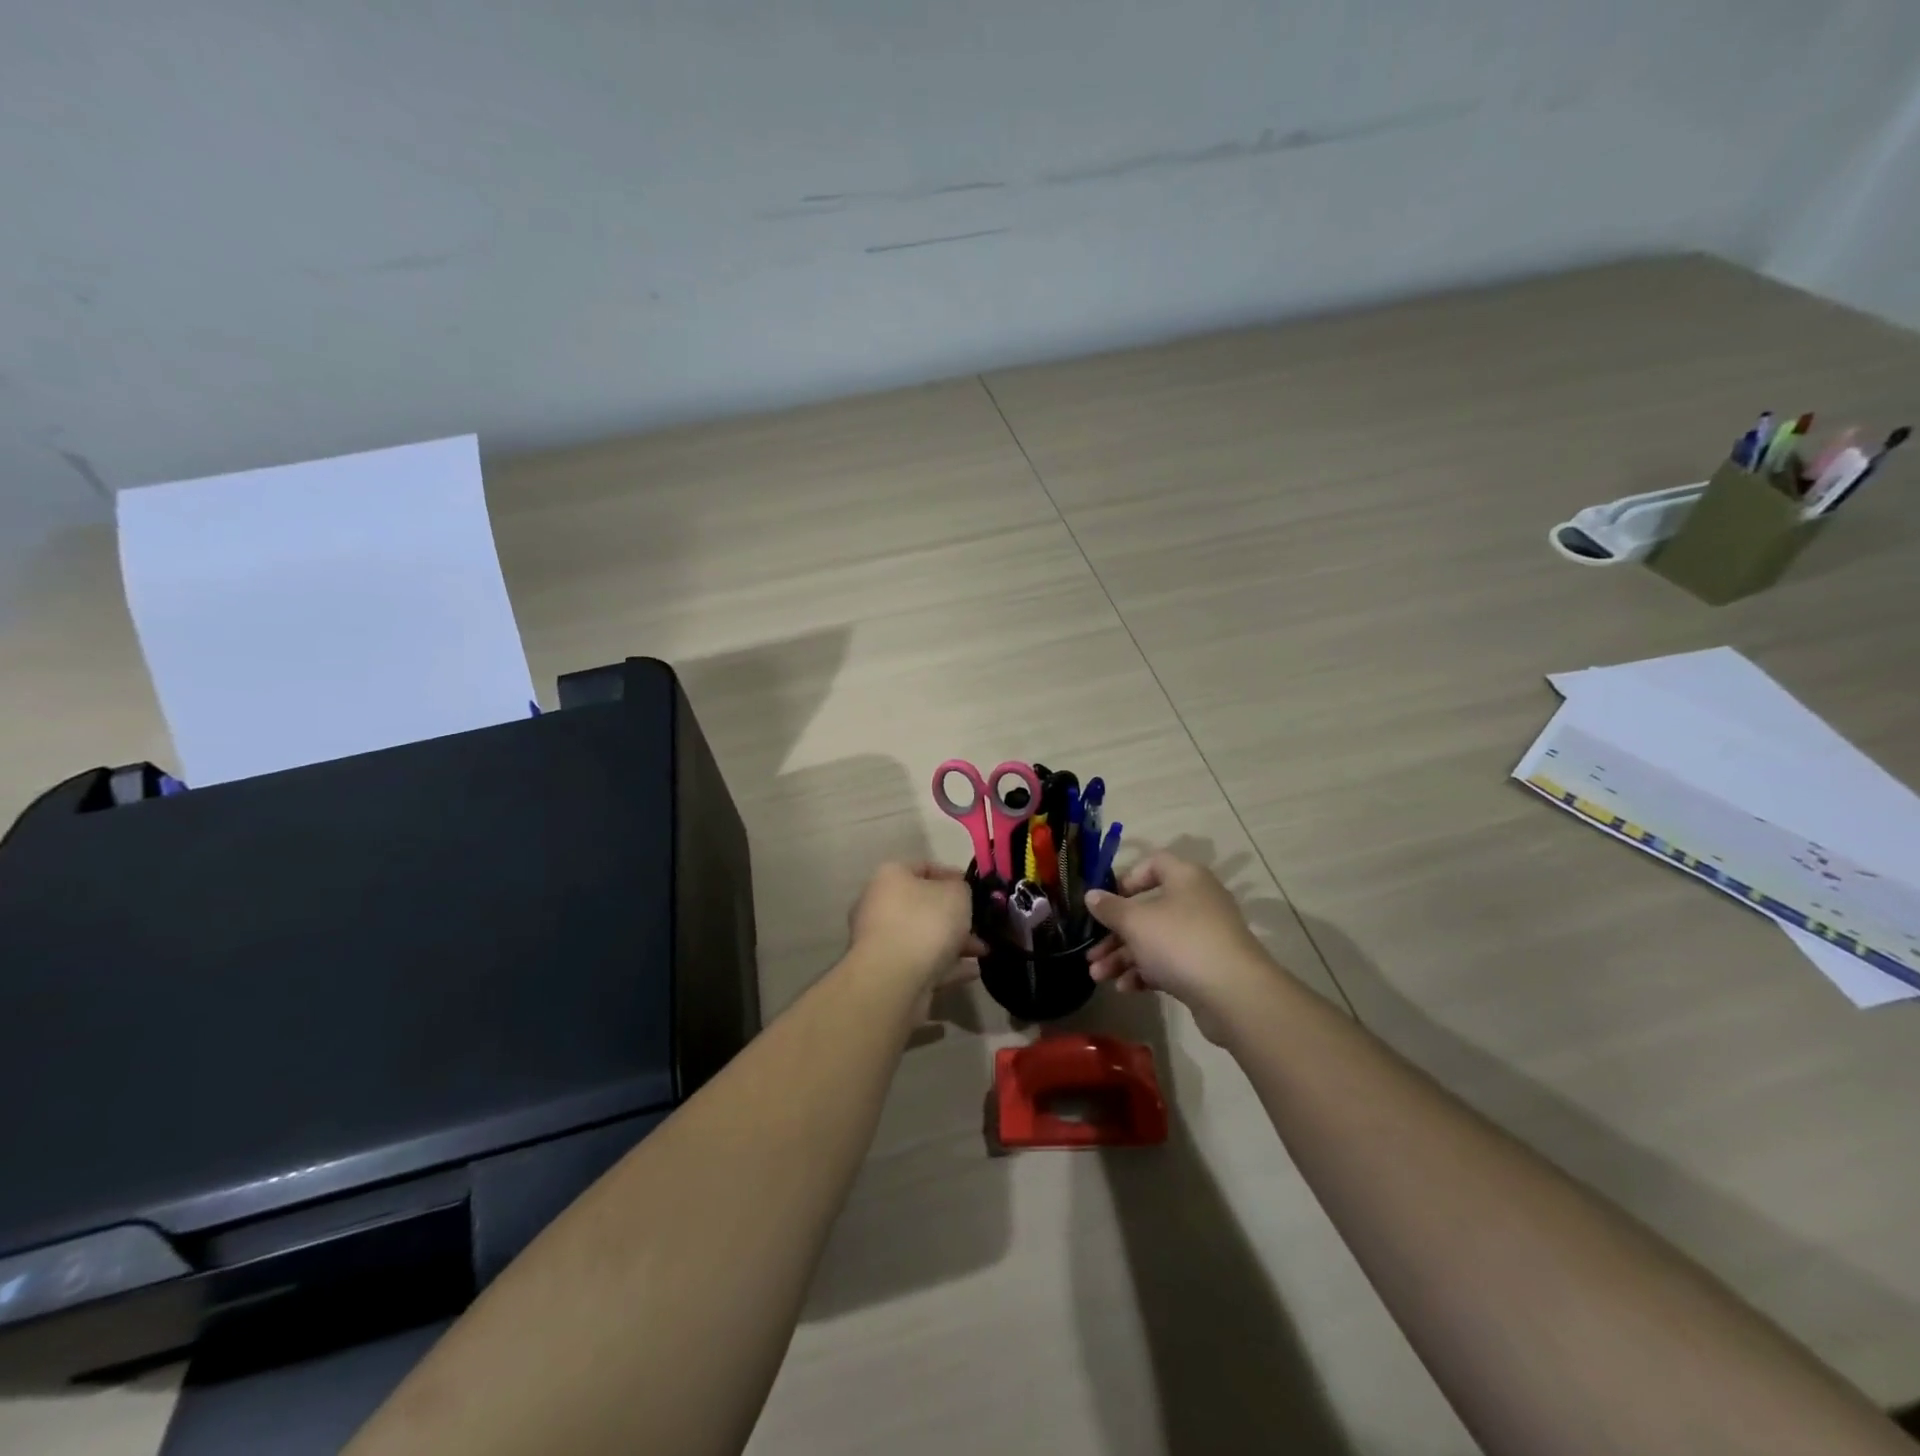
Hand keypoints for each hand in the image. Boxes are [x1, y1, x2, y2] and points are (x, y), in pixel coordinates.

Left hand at [847, 862, 987, 1011]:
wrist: (894, 979)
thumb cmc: (926, 923)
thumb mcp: (957, 893)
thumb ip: (961, 888)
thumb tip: (956, 894)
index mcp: (891, 877)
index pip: (923, 867)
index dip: (951, 875)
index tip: (975, 889)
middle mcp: (880, 906)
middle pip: (924, 906)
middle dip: (955, 916)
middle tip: (980, 923)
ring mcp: (883, 942)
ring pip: (924, 937)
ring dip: (954, 943)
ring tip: (983, 951)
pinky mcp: (890, 972)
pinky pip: (924, 964)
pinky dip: (947, 966)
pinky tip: (972, 971)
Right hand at [1085, 851, 1277, 1042]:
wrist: (1234, 994)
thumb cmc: (1180, 942)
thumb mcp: (1135, 922)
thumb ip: (1110, 908)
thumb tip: (1091, 895)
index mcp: (1185, 878)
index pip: (1154, 864)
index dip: (1127, 879)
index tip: (1107, 901)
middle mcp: (1197, 901)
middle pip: (1148, 910)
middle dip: (1115, 934)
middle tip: (1090, 953)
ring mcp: (1203, 936)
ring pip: (1155, 940)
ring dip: (1124, 957)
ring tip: (1098, 977)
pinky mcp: (1206, 967)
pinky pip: (1169, 963)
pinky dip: (1146, 973)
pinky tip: (1125, 989)